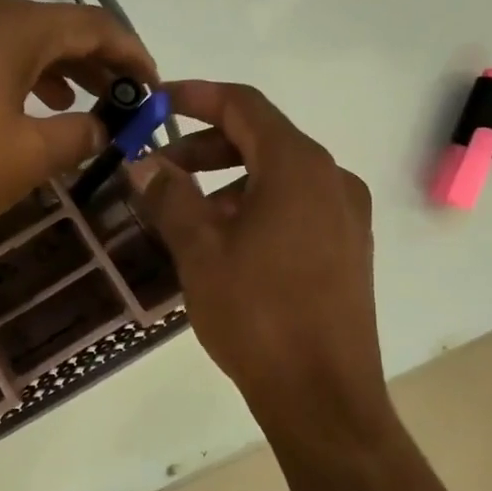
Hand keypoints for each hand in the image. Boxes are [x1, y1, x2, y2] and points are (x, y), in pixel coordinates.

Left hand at [0, 0, 157, 243]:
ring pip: (9, 39)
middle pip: (50, 27)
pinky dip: (7, 74)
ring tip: (73, 102)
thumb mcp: (29, 157)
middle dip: (91, 62)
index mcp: (12, 26)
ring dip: (49, 68)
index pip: (92, 24)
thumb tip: (103, 128)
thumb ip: (78, 136)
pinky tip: (11, 105)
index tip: (150, 84)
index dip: (130, 53)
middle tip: (119, 95)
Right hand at [128, 81, 388, 434]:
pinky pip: (296, 207)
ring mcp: (347, 215)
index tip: (156, 103)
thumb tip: (143, 162)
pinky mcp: (349, 249)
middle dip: (206, 146)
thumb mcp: (200, 251)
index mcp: (298, 167)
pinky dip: (255, 207)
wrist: (322, 394)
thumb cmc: (257, 314)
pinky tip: (224, 243)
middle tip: (159, 169)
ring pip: (278, 177)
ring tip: (185, 215)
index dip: (197, 97)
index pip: (244, 105)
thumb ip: (170, 197)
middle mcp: (332, 179)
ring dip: (228, 181)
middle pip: (262, 139)